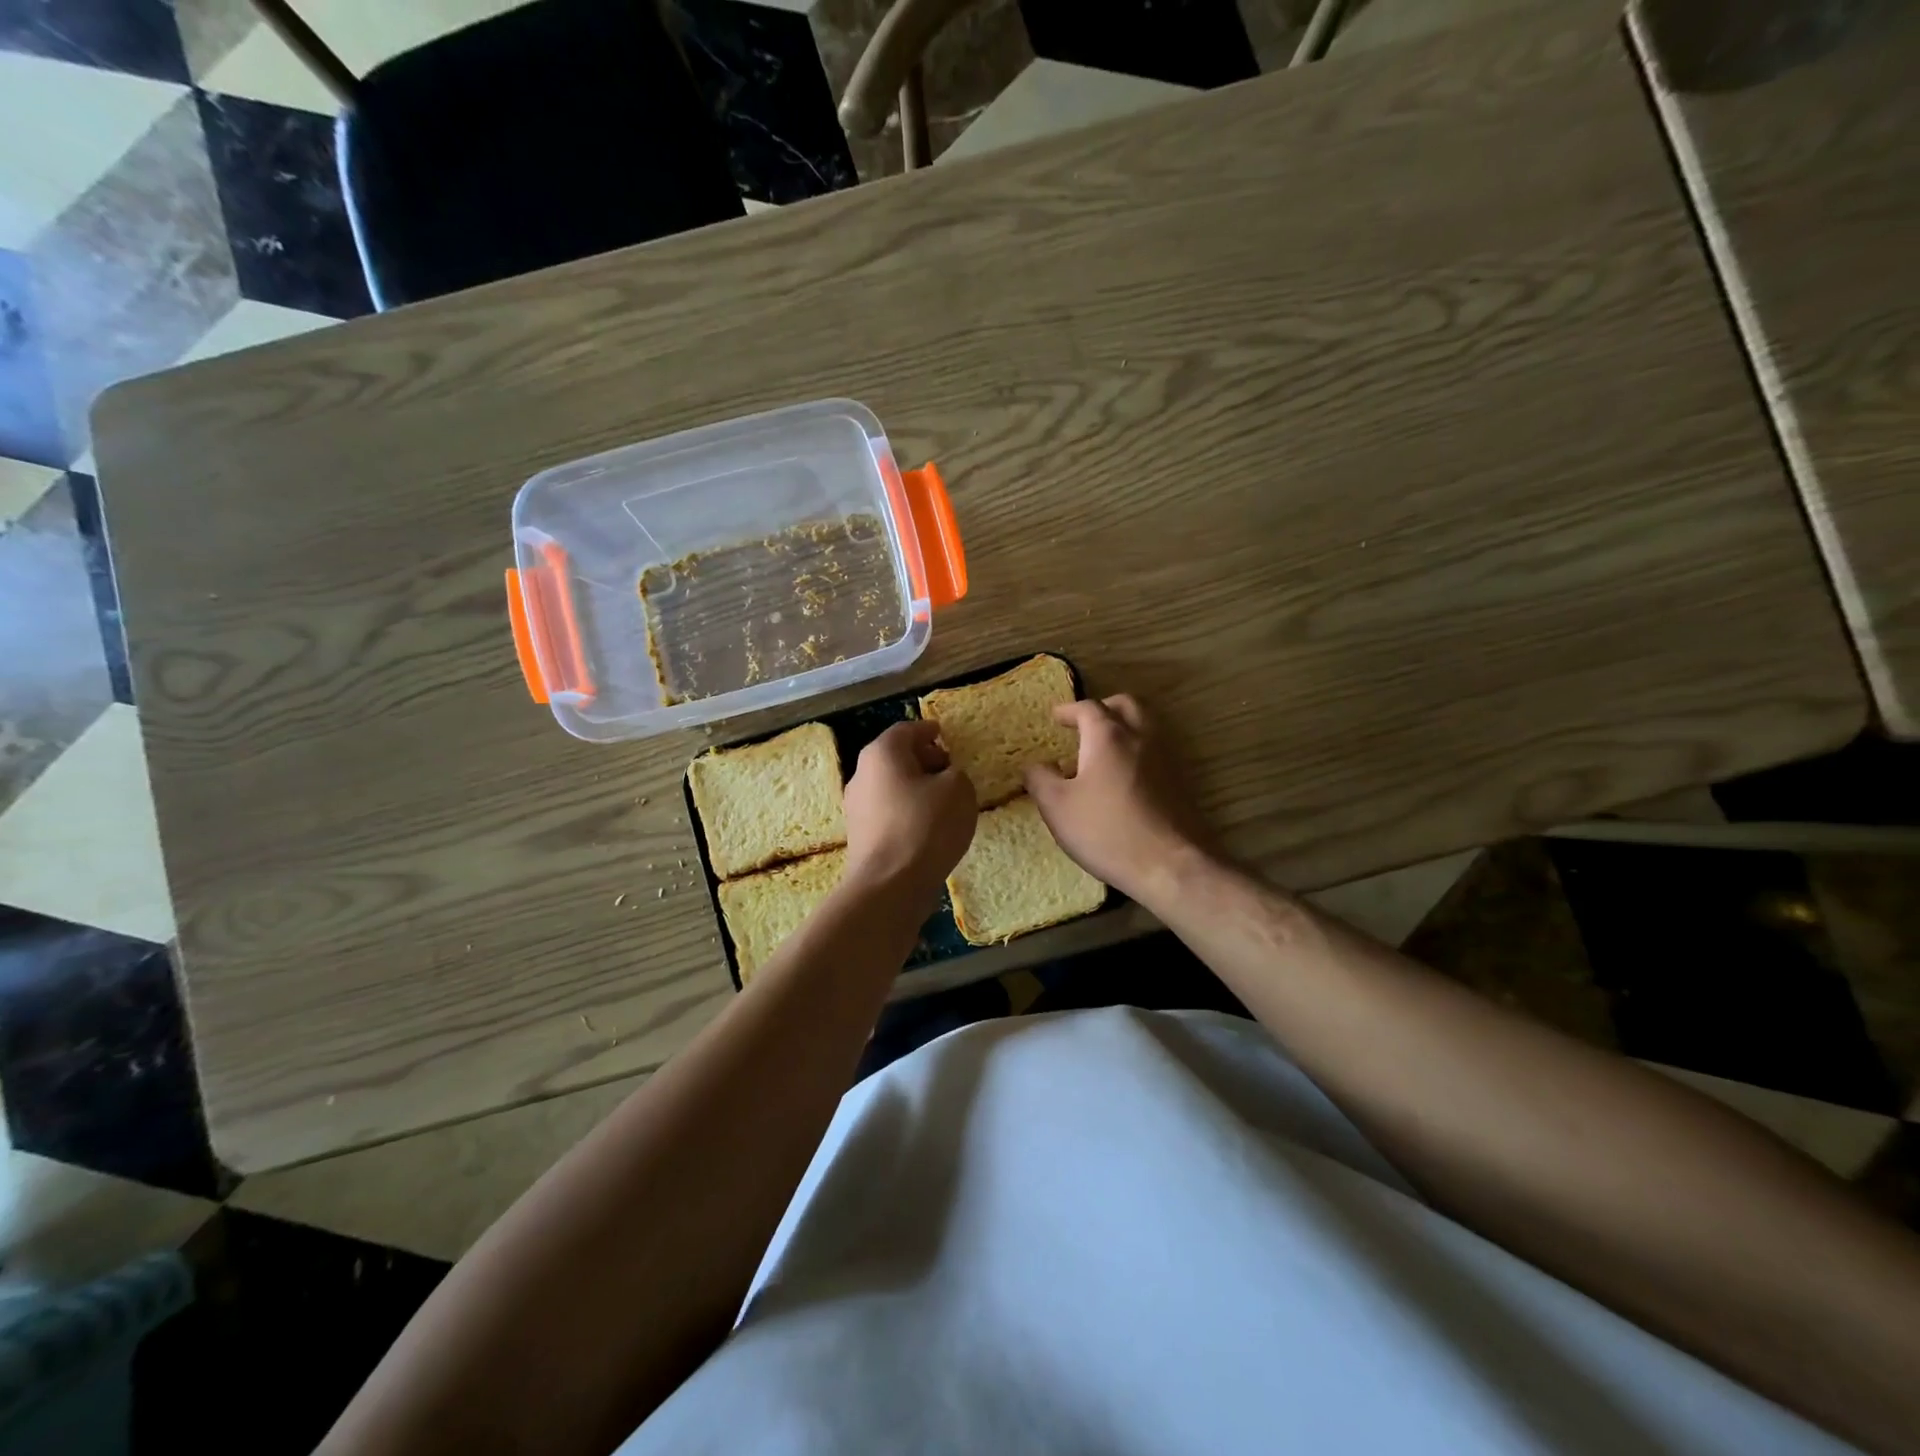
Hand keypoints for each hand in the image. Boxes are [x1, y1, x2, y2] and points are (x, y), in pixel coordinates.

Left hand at [842, 720, 976, 902]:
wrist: (889, 886)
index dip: (928, 730)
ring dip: (916, 788)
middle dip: (923, 759)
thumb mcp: (959, 789)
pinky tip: (929, 828)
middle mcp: (862, 775)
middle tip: (949, 768)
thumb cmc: (925, 826)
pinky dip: (908, 812)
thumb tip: (946, 779)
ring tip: (945, 801)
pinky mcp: (860, 837)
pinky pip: (888, 813)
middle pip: (895, 757)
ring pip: (891, 786)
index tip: (944, 734)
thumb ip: (956, 774)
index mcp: (882, 753)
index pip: (906, 730)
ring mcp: (857, 808)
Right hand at [1023, 695, 1212, 902]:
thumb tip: (1035, 765)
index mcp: (1108, 736)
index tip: (1056, 717)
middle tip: (1085, 723)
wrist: (1171, 865)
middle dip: (1103, 708)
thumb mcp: (1057, 807)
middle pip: (1125, 705)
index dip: (1069, 710)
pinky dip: (1138, 751)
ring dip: (1124, 727)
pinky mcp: (1182, 782)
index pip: (1088, 708)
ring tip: (1104, 750)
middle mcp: (1141, 737)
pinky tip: (1125, 777)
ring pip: (1146, 726)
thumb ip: (1040, 780)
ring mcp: (1167, 758)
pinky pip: (1157, 751)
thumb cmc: (1107, 831)